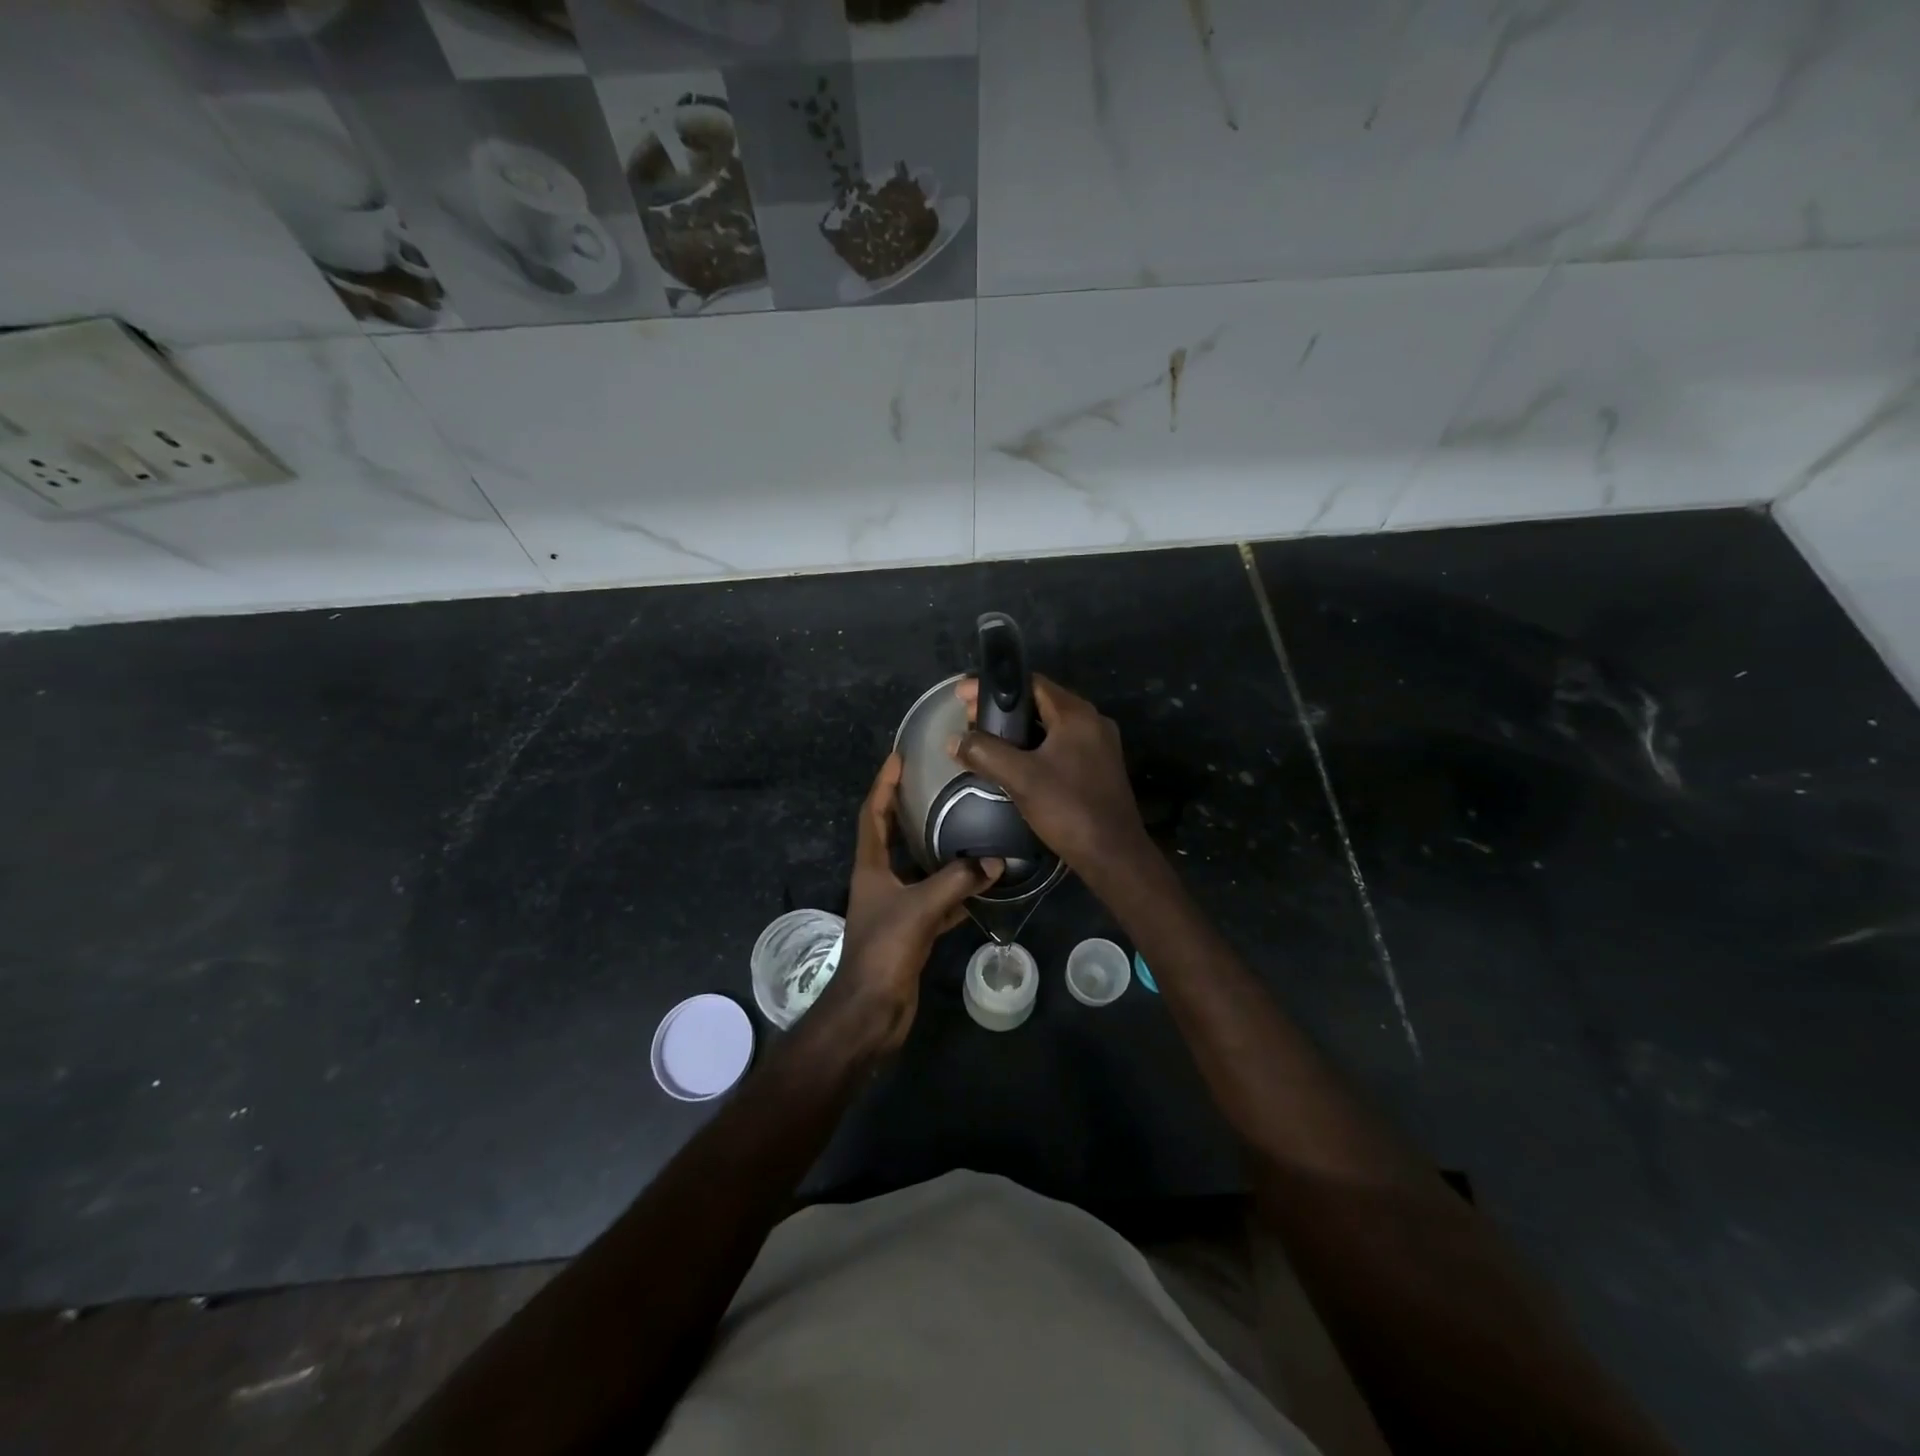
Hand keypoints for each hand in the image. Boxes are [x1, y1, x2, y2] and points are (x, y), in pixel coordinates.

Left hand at [821, 753, 1001, 1052]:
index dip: (883, 784)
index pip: (873, 814)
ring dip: (937, 850)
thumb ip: (957, 882)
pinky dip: (956, 891)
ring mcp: (894, 906)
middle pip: (892, 836)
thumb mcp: (920, 908)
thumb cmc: (884, 949)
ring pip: (918, 869)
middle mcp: (879, 881)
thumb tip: (994, 862)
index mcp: (870, 867)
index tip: (898, 756)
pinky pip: (936, 900)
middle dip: (908, 809)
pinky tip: (980, 884)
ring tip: (964, 826)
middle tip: (935, 785)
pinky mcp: (911, 930)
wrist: (872, 1009)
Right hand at [953, 675, 1151, 884]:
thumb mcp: (1021, 779)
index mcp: (1077, 714)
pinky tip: (1012, 762)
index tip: (962, 696)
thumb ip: (985, 753)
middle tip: (969, 720)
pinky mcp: (1097, 768)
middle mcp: (1091, 722)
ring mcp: (1097, 746)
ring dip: (1017, 729)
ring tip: (984, 739)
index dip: (993, 686)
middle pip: (1040, 702)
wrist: (1113, 855)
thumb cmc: (1069, 809)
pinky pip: (1059, 745)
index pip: (1031, 683)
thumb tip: (954, 740)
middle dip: (1002, 708)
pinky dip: (1033, 746)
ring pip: (1050, 725)